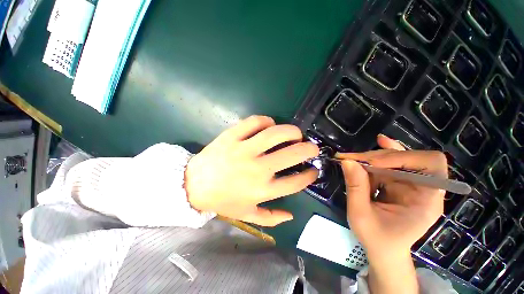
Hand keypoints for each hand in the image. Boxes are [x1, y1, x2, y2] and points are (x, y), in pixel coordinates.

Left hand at [185, 115, 318, 226]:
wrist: (193, 185)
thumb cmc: (222, 200)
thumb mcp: (246, 214)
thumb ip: (270, 218)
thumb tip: (291, 215)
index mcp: (262, 190)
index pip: (296, 182)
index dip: (309, 175)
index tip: (313, 170)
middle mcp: (257, 169)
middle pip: (292, 154)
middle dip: (308, 149)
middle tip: (311, 147)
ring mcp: (244, 150)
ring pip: (275, 133)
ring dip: (291, 131)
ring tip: (295, 133)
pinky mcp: (231, 136)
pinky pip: (254, 122)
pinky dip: (266, 120)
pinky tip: (270, 124)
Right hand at [338, 135, 446, 293]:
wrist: (383, 250)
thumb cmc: (376, 239)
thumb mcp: (360, 215)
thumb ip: (355, 187)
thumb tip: (347, 161)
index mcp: (426, 201)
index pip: (431, 166)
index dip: (403, 158)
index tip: (373, 163)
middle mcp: (424, 189)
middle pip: (410, 158)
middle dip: (379, 156)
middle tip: (352, 159)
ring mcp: (412, 184)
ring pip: (397, 158)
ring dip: (374, 157)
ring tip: (352, 159)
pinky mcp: (400, 183)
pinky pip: (391, 164)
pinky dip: (379, 156)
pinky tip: (375, 145)